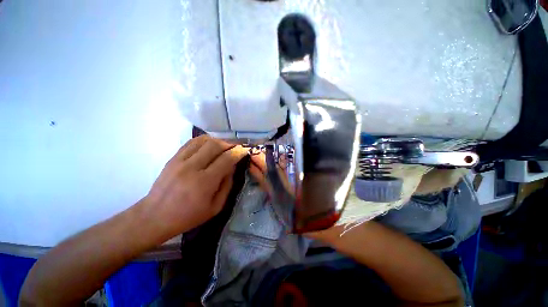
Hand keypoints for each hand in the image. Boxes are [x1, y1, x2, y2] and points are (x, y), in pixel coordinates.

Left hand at [141, 135, 247, 235]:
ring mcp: (180, 160)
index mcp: (204, 182)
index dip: (238, 152)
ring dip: (218, 140)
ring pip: (203, 140)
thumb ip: (227, 185)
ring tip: (224, 146)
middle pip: (215, 145)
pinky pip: (191, 142)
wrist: (154, 217)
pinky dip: (204, 141)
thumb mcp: (215, 207)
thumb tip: (232, 167)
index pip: (226, 159)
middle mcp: (192, 167)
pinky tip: (210, 145)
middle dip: (230, 143)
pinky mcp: (173, 158)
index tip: (245, 150)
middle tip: (236, 147)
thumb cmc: (188, 216)